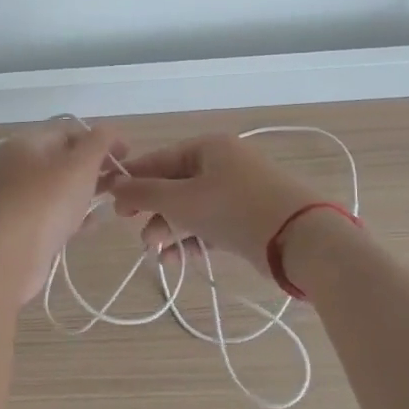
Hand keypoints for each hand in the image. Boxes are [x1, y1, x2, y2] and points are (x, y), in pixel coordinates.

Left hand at [0, 120, 125, 300]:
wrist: (11, 255)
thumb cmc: (48, 200)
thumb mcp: (81, 164)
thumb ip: (100, 142)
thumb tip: (110, 131)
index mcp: (28, 143)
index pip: (69, 131)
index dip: (100, 139)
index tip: (127, 155)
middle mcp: (19, 166)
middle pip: (65, 159)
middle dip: (95, 167)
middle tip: (122, 180)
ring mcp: (19, 198)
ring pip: (61, 188)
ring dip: (87, 192)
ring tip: (114, 201)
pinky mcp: (24, 226)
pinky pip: (55, 214)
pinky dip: (75, 216)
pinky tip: (93, 224)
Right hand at [106, 134, 320, 275]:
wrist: (299, 239)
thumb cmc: (234, 209)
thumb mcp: (182, 200)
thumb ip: (144, 193)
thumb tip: (114, 184)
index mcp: (208, 148)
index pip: (160, 158)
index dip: (132, 178)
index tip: (109, 199)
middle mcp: (223, 164)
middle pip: (174, 184)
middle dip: (152, 209)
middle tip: (132, 228)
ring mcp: (237, 191)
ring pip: (191, 207)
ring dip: (169, 228)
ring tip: (154, 251)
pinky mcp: (247, 218)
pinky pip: (209, 224)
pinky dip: (191, 239)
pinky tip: (175, 260)